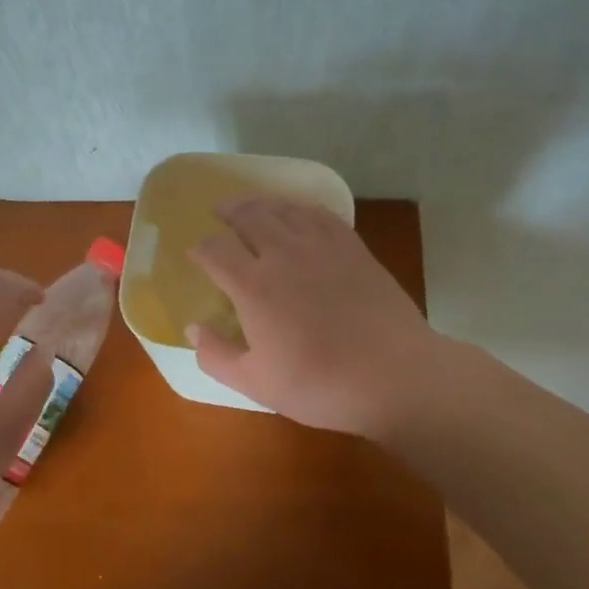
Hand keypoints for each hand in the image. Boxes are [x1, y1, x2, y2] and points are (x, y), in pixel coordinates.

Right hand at [188, 197, 456, 441]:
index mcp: (253, 285)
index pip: (215, 250)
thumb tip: (194, 329)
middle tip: (219, 215)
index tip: (195, 254)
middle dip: (228, 213)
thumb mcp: (256, 384)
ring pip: (282, 209)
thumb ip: (216, 356)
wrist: (395, 376)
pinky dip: (299, 208)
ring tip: (251, 207)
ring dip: (260, 204)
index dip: (200, 249)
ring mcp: (320, 246)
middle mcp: (282, 254)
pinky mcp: (352, 247)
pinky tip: (297, 214)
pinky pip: (318, 214)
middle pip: (248, 217)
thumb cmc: (320, 384)